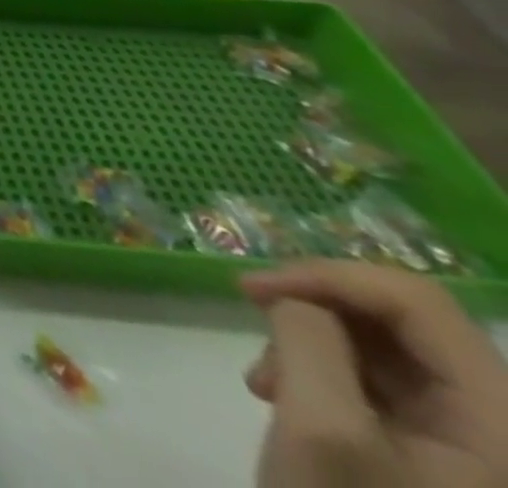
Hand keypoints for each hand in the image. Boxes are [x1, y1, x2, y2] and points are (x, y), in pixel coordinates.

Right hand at [242, 262, 507, 486]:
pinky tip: (287, 398)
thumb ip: (308, 338)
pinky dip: (321, 372)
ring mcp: (479, 452)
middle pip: (404, 323)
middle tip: (253, 328)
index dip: (329, 276)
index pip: (417, 301)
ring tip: (265, 381)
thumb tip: (296, 300)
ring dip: (310, 343)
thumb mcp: (321, 428)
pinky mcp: (444, 460)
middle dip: (313, 313)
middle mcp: (506, 433)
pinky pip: (382, 385)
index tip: (252, 288)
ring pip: (384, 350)